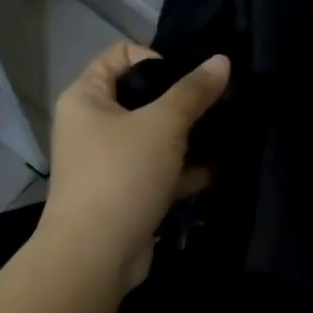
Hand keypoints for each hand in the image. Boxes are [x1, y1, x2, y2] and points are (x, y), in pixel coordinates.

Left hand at [36, 42, 230, 288]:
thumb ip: (194, 91)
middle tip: (217, 106)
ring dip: (187, 137)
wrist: (94, 257)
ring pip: (153, 137)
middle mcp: (92, 125)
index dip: (156, 58)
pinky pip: (157, 170)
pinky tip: (217, 170)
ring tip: (225, 134)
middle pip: (141, 97)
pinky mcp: (124, 193)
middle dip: (181, 101)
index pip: (120, 55)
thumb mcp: (163, 125)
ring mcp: (107, 162)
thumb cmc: (122, 175)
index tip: (187, 82)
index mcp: (86, 97)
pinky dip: (183, 170)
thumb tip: (222, 60)